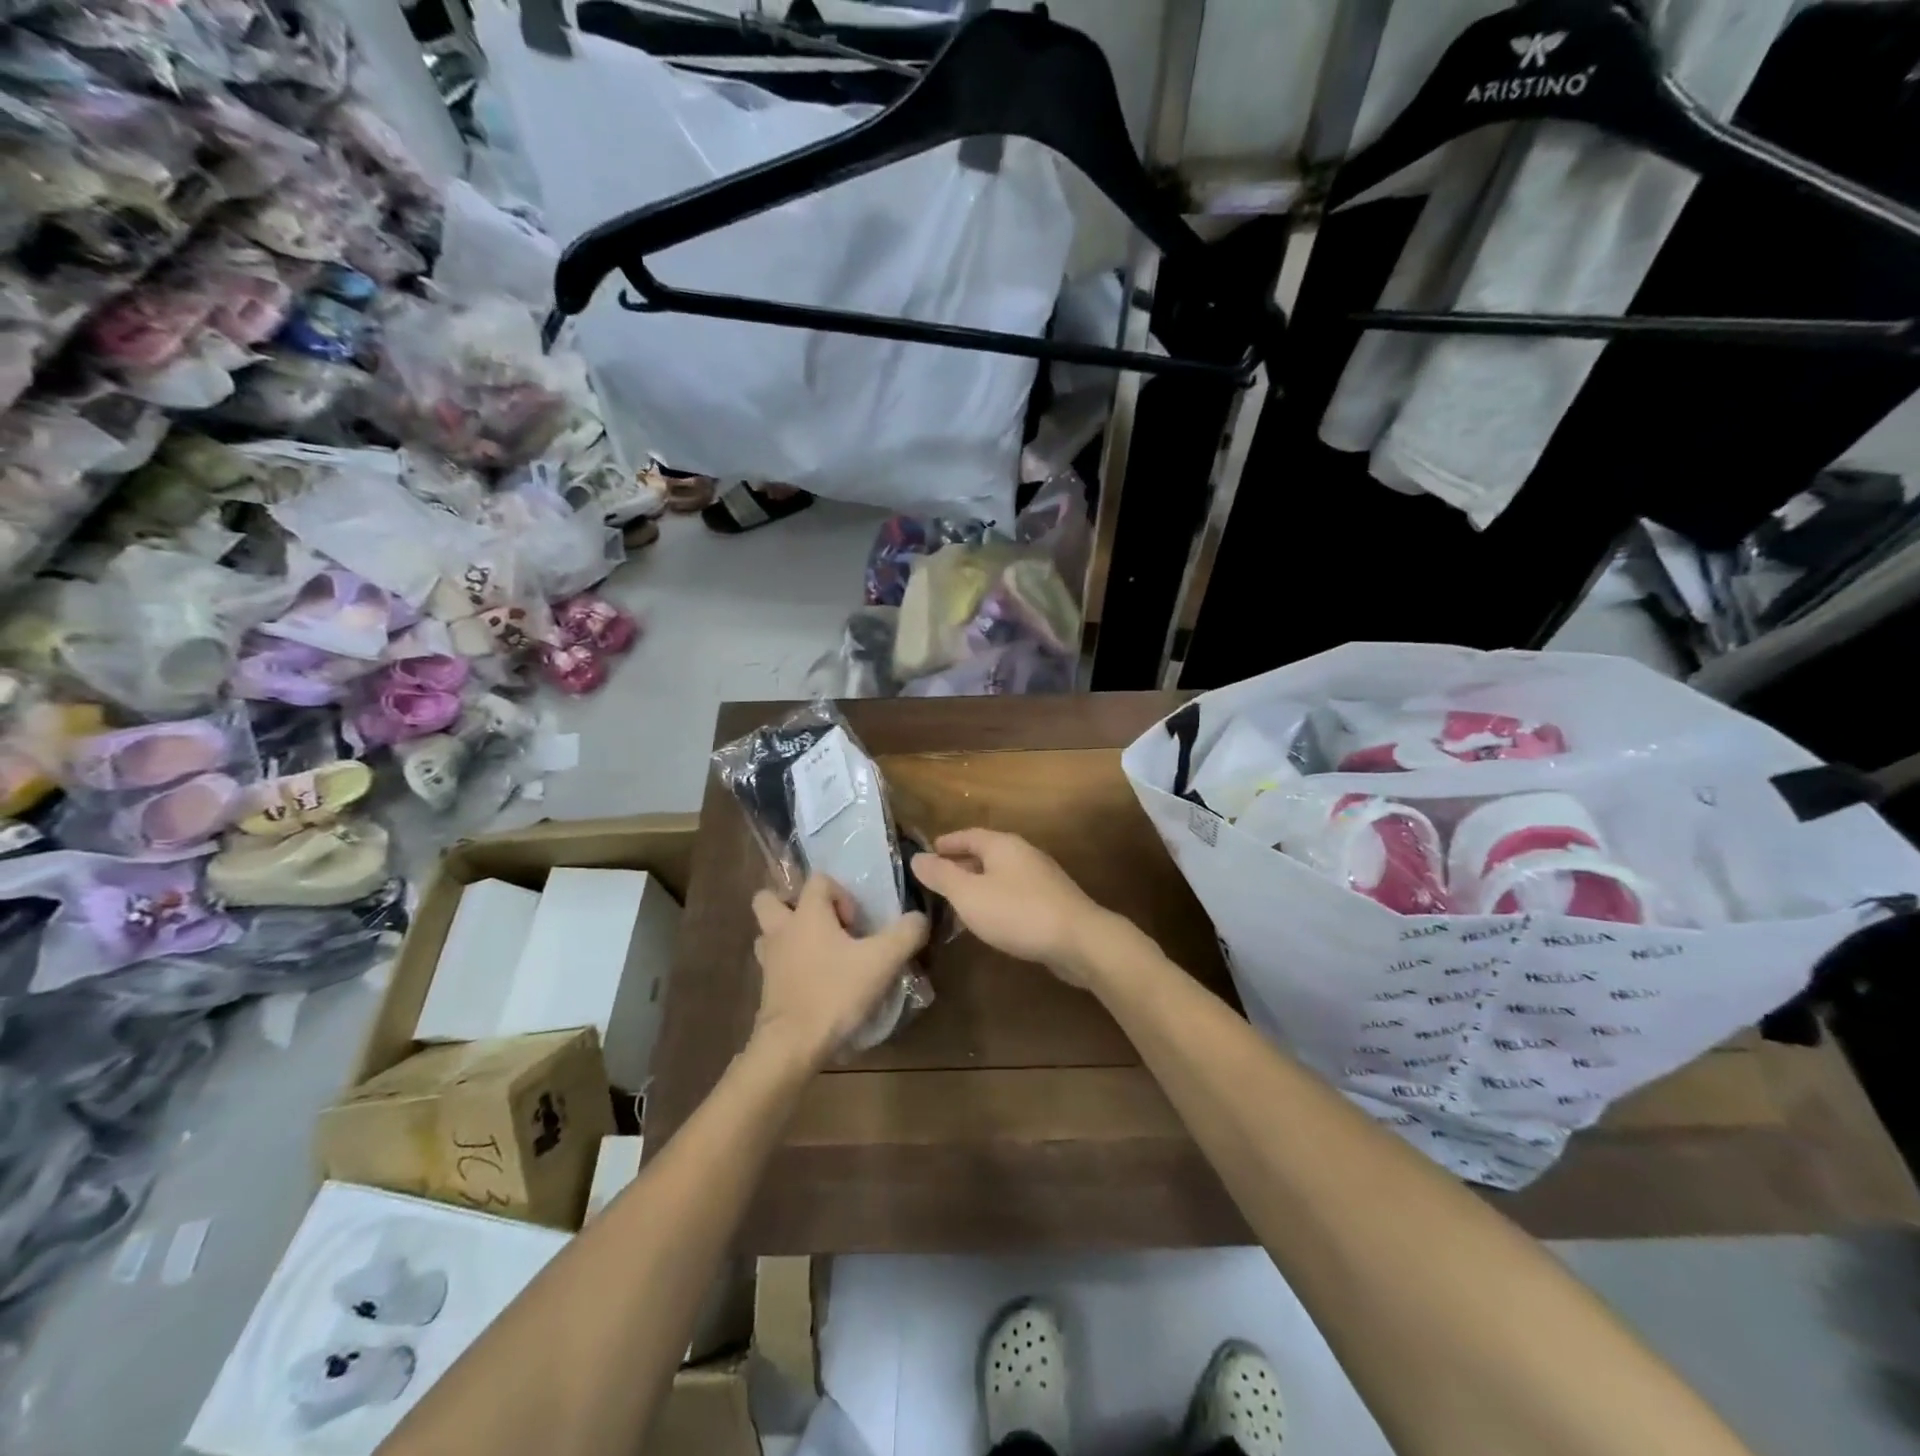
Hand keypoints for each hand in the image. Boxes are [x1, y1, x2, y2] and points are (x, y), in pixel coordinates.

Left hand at [750, 875, 928, 1064]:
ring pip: (768, 932)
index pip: (818, 880)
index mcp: (807, 913)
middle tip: (823, 925)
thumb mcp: (883, 961)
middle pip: (770, 898)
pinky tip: (813, 981)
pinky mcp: (766, 987)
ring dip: (788, 935)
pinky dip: (789, 966)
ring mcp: (769, 959)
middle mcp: (782, 929)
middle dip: (793, 904)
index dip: (841, 894)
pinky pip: (773, 963)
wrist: (793, 1044)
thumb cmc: (835, 992)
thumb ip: (906, 933)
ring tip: (817, 952)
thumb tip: (919, 917)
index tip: (857, 923)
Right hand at [910, 829, 1107, 986]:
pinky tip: (988, 920)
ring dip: (977, 884)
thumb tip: (917, 857)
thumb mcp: (969, 894)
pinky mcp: (1051, 901)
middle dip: (960, 865)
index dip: (946, 843)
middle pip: (985, 853)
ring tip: (956, 903)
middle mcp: (1023, 854)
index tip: (927, 852)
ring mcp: (1040, 877)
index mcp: (1002, 845)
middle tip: (936, 881)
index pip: (968, 835)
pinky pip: (1013, 893)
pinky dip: (994, 900)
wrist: (1079, 940)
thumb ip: (942, 876)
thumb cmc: (1017, 912)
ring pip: (999, 875)